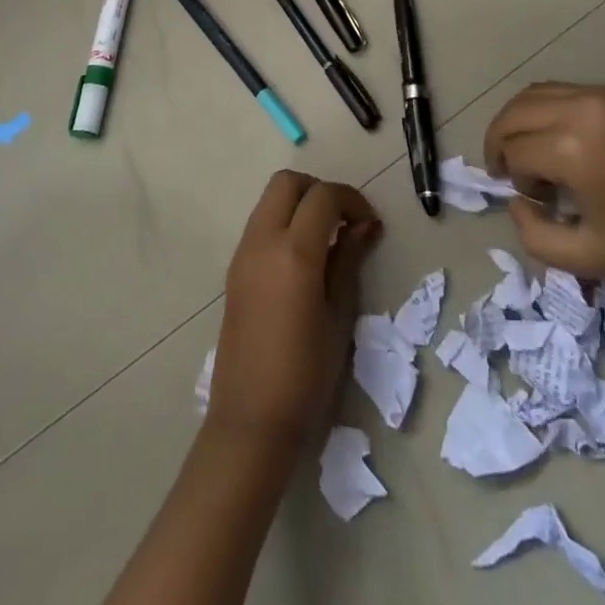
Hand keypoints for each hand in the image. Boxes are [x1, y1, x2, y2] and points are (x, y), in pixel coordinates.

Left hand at [206, 171, 381, 447]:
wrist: (251, 421)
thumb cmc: (306, 375)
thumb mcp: (339, 316)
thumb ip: (349, 261)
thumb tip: (364, 226)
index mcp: (293, 252)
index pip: (323, 197)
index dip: (351, 200)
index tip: (370, 224)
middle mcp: (262, 241)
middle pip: (287, 183)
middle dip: (319, 190)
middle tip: (344, 220)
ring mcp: (243, 253)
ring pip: (269, 199)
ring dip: (299, 203)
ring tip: (327, 238)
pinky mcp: (234, 269)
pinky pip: (260, 224)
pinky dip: (283, 222)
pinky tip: (304, 258)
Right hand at [483, 82, 604, 276]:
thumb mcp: (593, 257)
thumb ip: (535, 238)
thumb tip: (517, 202)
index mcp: (571, 148)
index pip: (513, 151)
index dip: (512, 177)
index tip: (536, 200)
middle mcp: (580, 108)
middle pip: (514, 113)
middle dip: (499, 140)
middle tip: (505, 168)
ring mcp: (603, 92)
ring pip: (536, 93)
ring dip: (520, 120)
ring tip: (527, 148)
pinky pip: (569, 91)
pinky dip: (551, 110)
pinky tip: (568, 138)